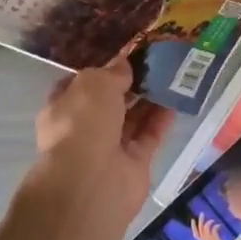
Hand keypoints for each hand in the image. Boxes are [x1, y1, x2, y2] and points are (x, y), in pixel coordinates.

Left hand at [34, 54, 172, 217]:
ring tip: (172, 75)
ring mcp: (109, 148)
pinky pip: (149, 136)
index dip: (102, 70)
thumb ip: (112, 72)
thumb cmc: (83, 123)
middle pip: (110, 102)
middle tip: (156, 62)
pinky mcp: (134, 164)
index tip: (126, 56)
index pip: (81, 85)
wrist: (91, 183)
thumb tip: (125, 66)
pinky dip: (161, 119)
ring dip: (149, 99)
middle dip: (130, 84)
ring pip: (132, 118)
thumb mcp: (95, 84)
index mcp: (63, 108)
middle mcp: (84, 128)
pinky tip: (177, 99)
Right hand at [191, 215, 228, 239]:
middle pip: (200, 229)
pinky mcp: (214, 239)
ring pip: (205, 227)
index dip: (193, 227)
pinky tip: (219, 225)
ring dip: (209, 222)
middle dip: (200, 221)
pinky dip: (216, 226)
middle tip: (202, 213)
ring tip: (213, 220)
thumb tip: (213, 231)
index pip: (195, 234)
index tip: (192, 219)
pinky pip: (213, 229)